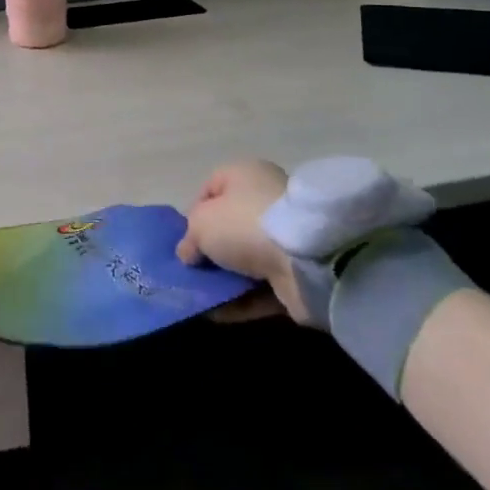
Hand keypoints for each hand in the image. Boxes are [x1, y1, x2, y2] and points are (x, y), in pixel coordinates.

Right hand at [176, 160, 310, 322]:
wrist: (304, 261)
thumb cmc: (243, 224)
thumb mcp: (200, 224)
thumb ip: (189, 238)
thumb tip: (188, 254)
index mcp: (245, 175)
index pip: (212, 188)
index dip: (193, 213)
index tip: (185, 239)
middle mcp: (267, 200)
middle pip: (229, 226)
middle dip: (210, 250)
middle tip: (192, 270)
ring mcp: (285, 238)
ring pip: (246, 260)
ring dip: (225, 279)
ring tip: (201, 297)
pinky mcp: (296, 274)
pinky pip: (261, 287)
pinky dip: (241, 300)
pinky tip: (218, 314)